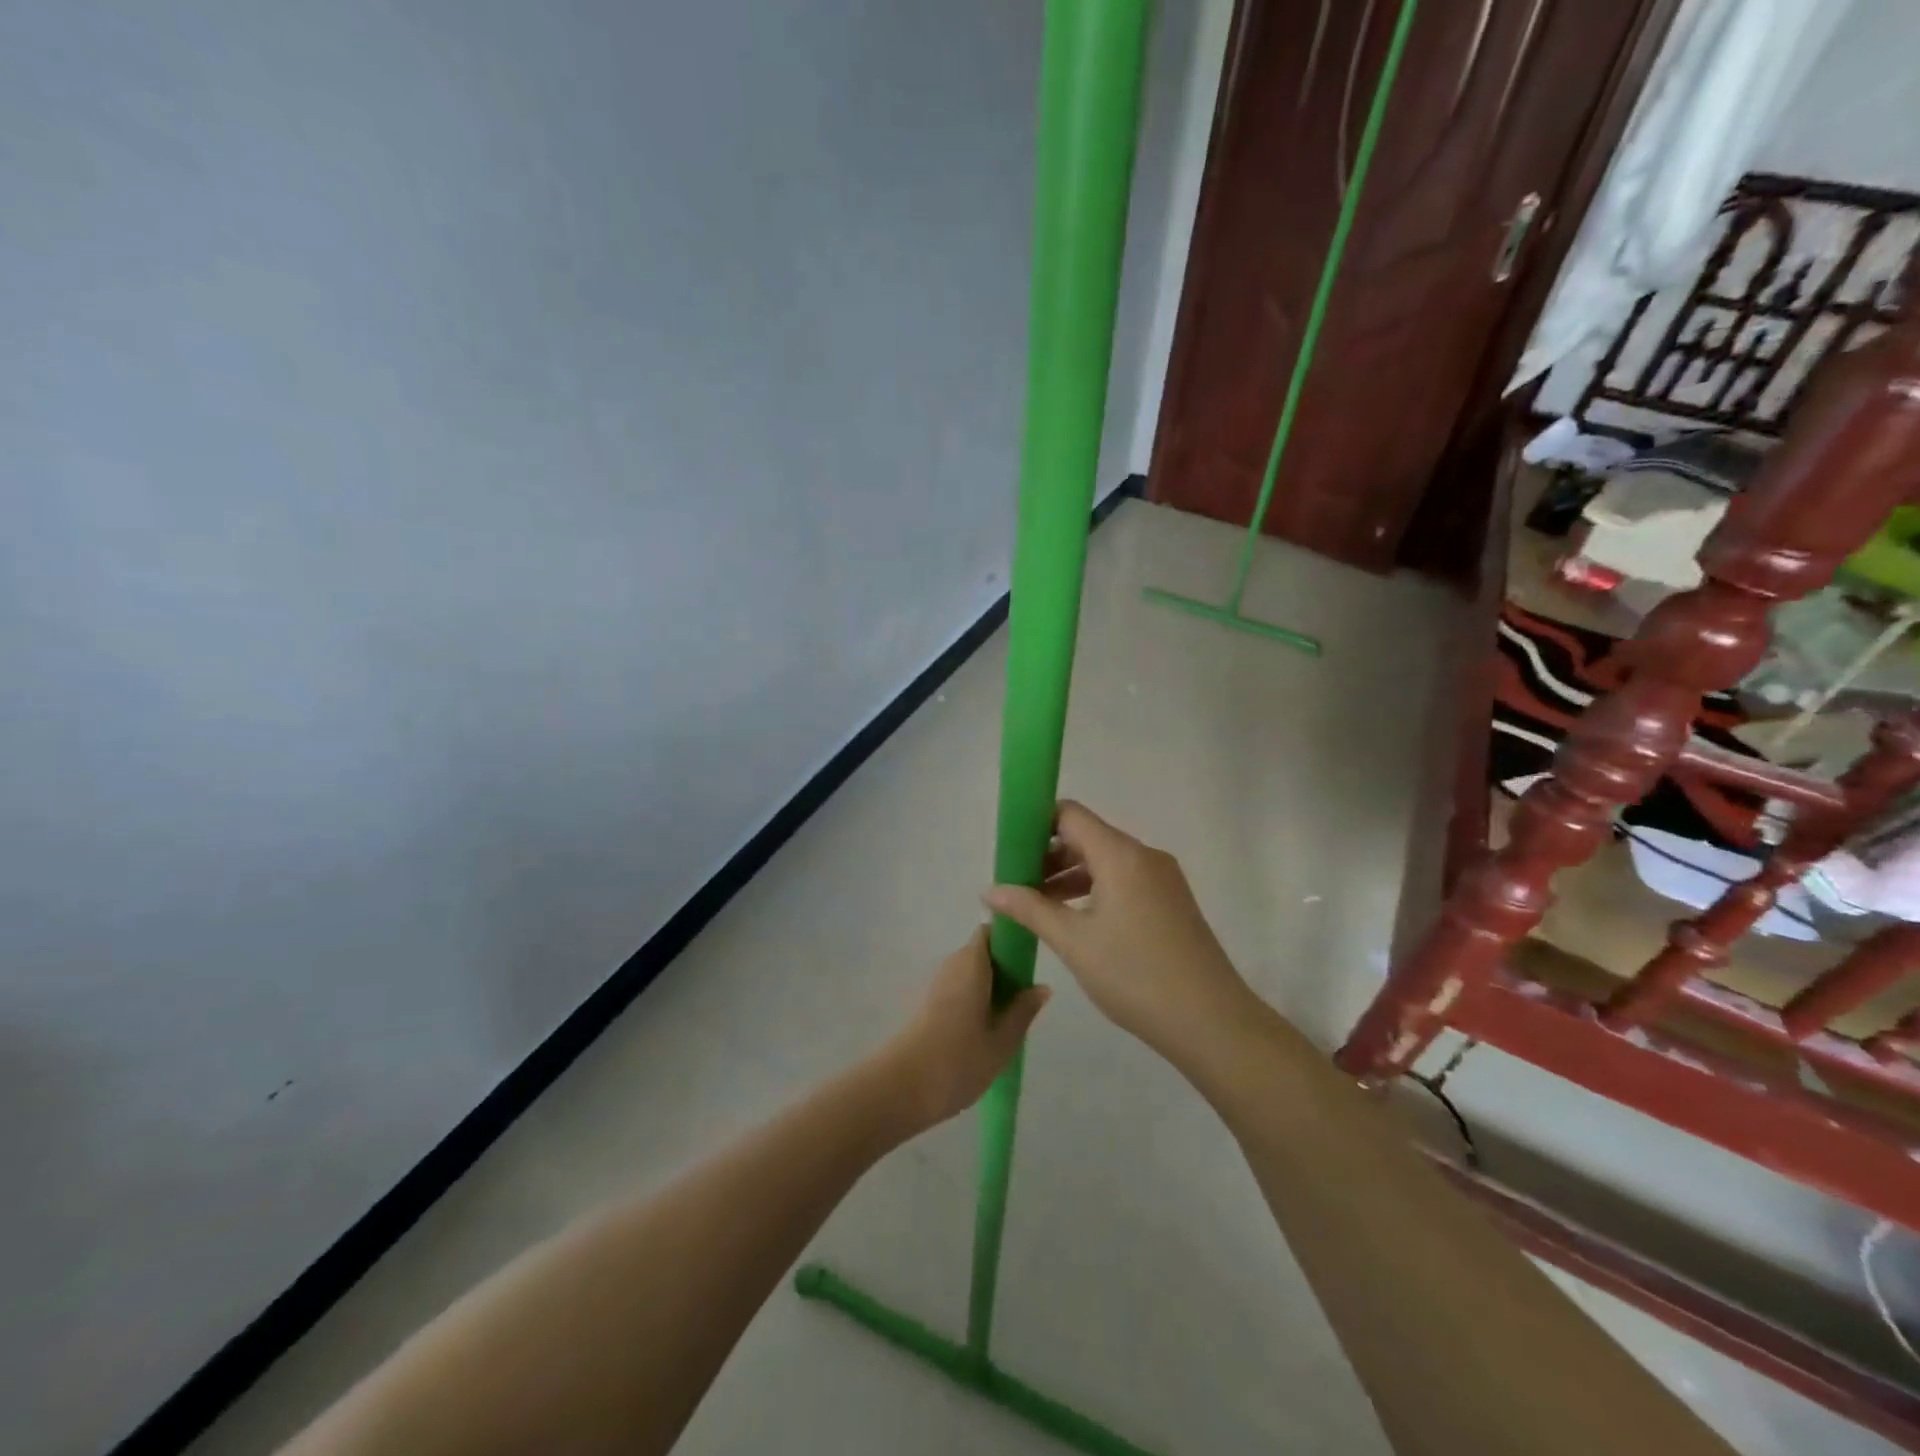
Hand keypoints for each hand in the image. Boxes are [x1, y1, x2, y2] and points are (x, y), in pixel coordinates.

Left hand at [873, 927, 1048, 1133]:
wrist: (902, 1087)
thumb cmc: (959, 1060)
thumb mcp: (1002, 1041)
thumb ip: (1023, 1011)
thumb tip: (1042, 986)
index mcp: (972, 963)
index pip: (991, 933)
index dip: (1011, 941)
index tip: (1029, 965)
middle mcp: (951, 964)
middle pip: (982, 953)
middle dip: (1004, 970)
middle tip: (1024, 1002)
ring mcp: (935, 984)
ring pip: (969, 974)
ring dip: (989, 989)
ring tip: (1007, 1023)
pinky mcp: (926, 1005)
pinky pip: (957, 991)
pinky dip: (973, 1002)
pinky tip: (983, 1034)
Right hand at [984, 802, 1260, 1067]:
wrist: (1212, 1022)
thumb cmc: (1135, 975)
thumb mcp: (1074, 942)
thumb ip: (1030, 909)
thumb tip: (990, 890)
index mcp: (1121, 855)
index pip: (1070, 815)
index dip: (1036, 824)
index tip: (1009, 850)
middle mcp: (1144, 856)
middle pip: (1087, 837)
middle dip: (1048, 855)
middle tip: (1016, 885)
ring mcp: (1163, 879)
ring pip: (1105, 861)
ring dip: (1070, 877)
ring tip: (1038, 907)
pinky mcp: (1171, 902)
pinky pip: (1124, 880)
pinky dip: (1095, 890)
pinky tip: (1074, 921)